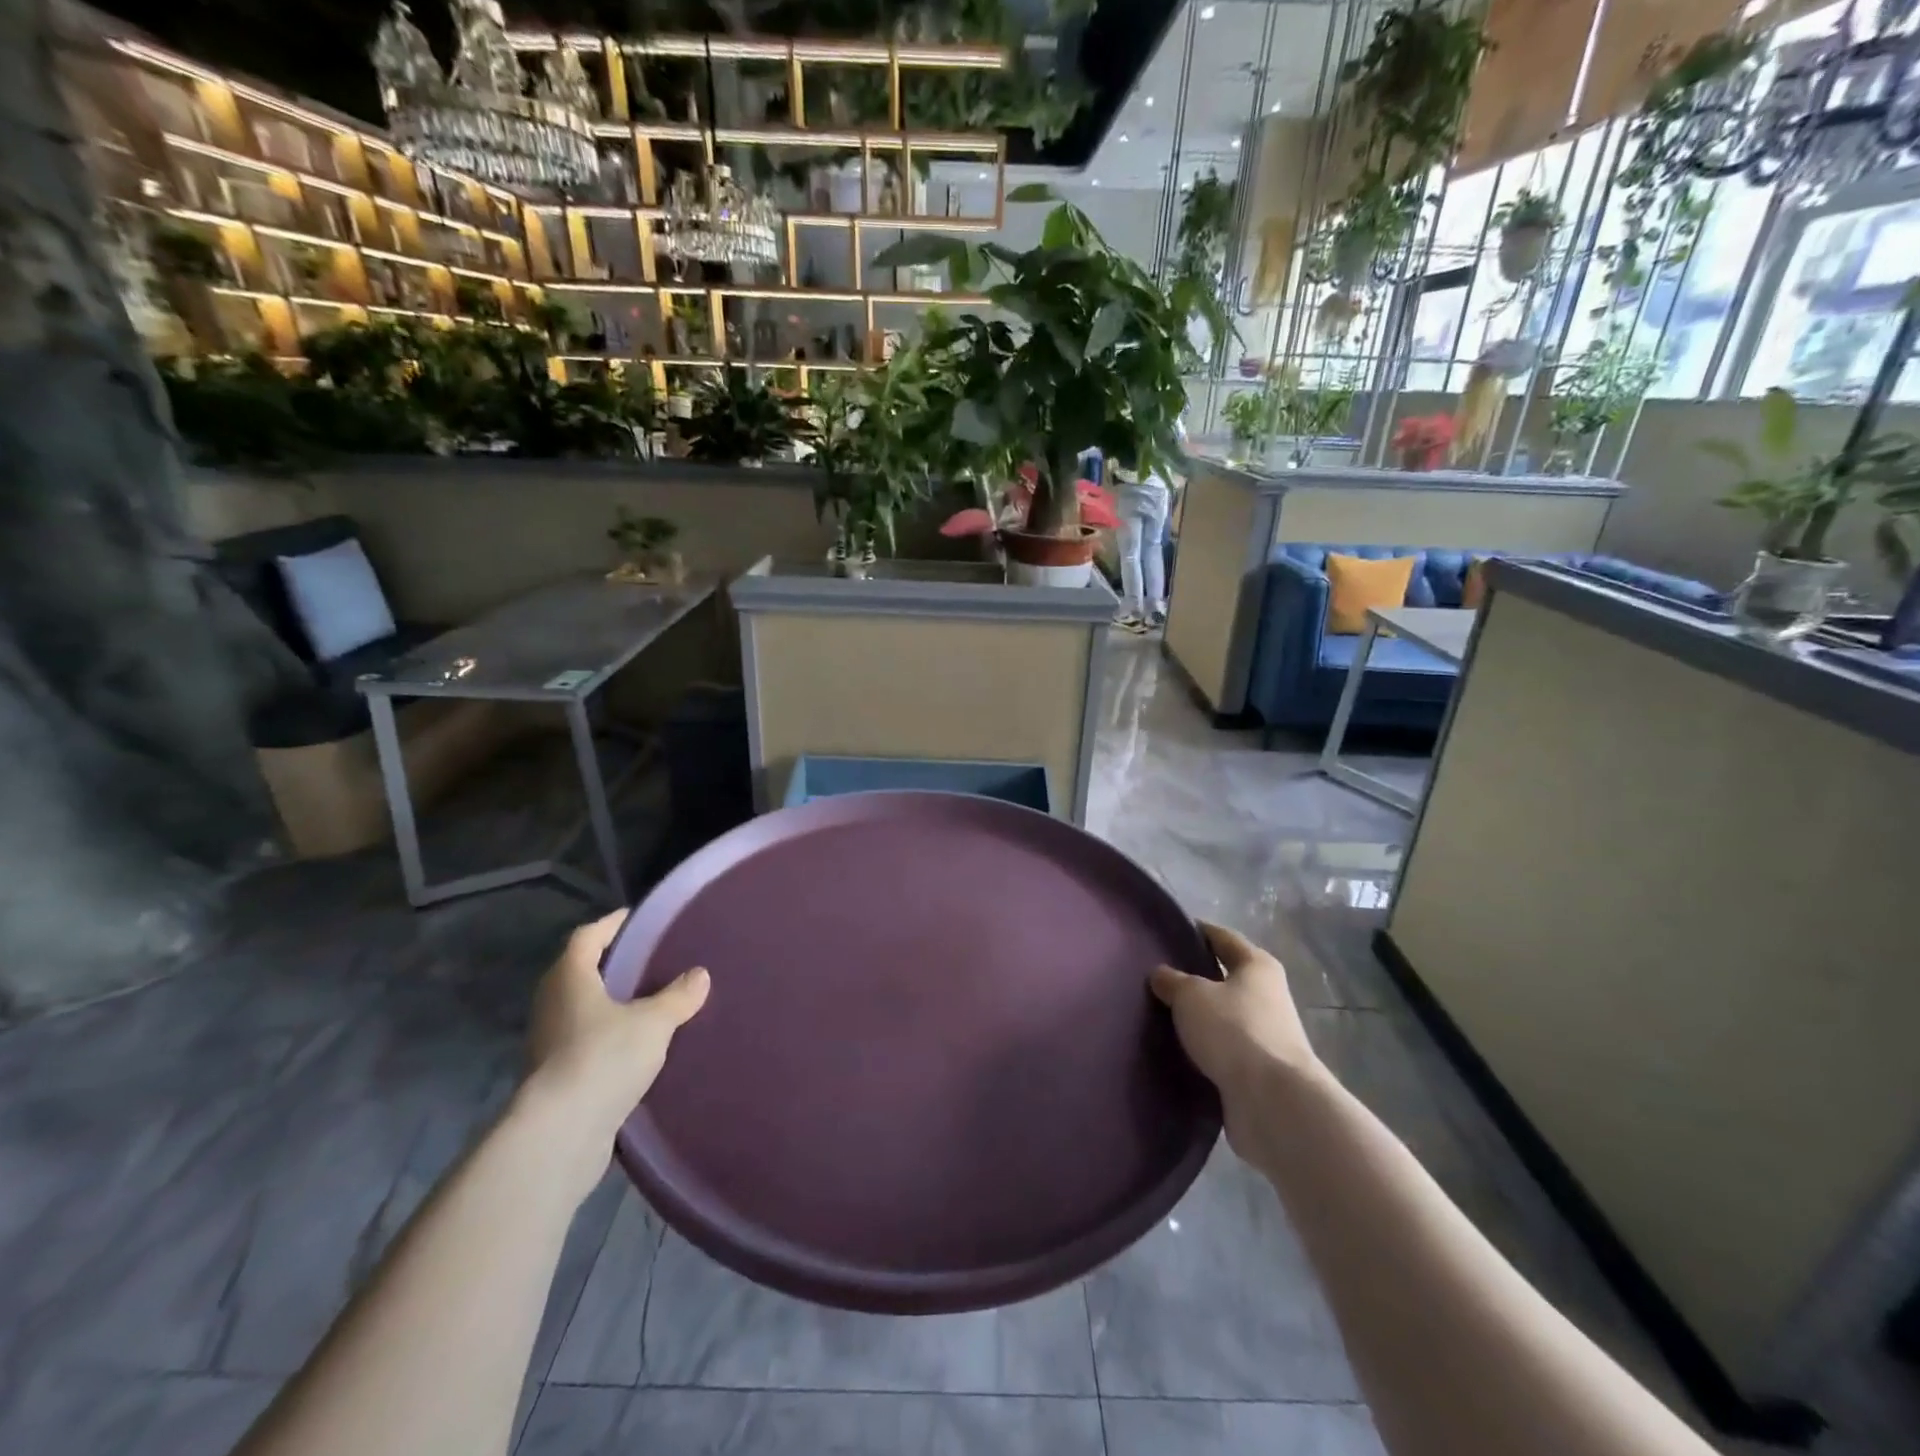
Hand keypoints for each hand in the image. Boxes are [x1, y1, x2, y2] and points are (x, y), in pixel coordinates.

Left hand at [521, 910, 709, 1191]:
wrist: (560, 1134)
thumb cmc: (604, 1058)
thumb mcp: (654, 1022)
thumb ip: (678, 996)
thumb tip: (699, 975)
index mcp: (569, 978)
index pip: (587, 936)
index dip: (611, 924)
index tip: (636, 918)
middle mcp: (552, 1004)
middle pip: (579, 971)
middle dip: (611, 964)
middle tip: (648, 959)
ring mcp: (547, 1042)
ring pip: (580, 1008)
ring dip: (607, 1003)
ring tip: (647, 1001)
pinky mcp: (553, 1076)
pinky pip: (583, 1041)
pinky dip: (605, 1035)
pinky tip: (634, 1045)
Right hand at [1150, 922, 1321, 1152]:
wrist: (1273, 1101)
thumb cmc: (1234, 1030)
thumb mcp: (1191, 996)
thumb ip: (1172, 980)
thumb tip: (1161, 974)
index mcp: (1257, 965)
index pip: (1221, 937)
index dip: (1195, 931)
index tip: (1165, 932)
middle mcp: (1267, 995)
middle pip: (1224, 977)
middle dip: (1193, 977)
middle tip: (1154, 977)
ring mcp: (1265, 1034)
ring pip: (1222, 1015)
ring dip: (1198, 1017)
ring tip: (1158, 1015)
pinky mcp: (1258, 1069)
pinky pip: (1223, 1049)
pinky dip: (1203, 1048)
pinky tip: (1176, 1049)